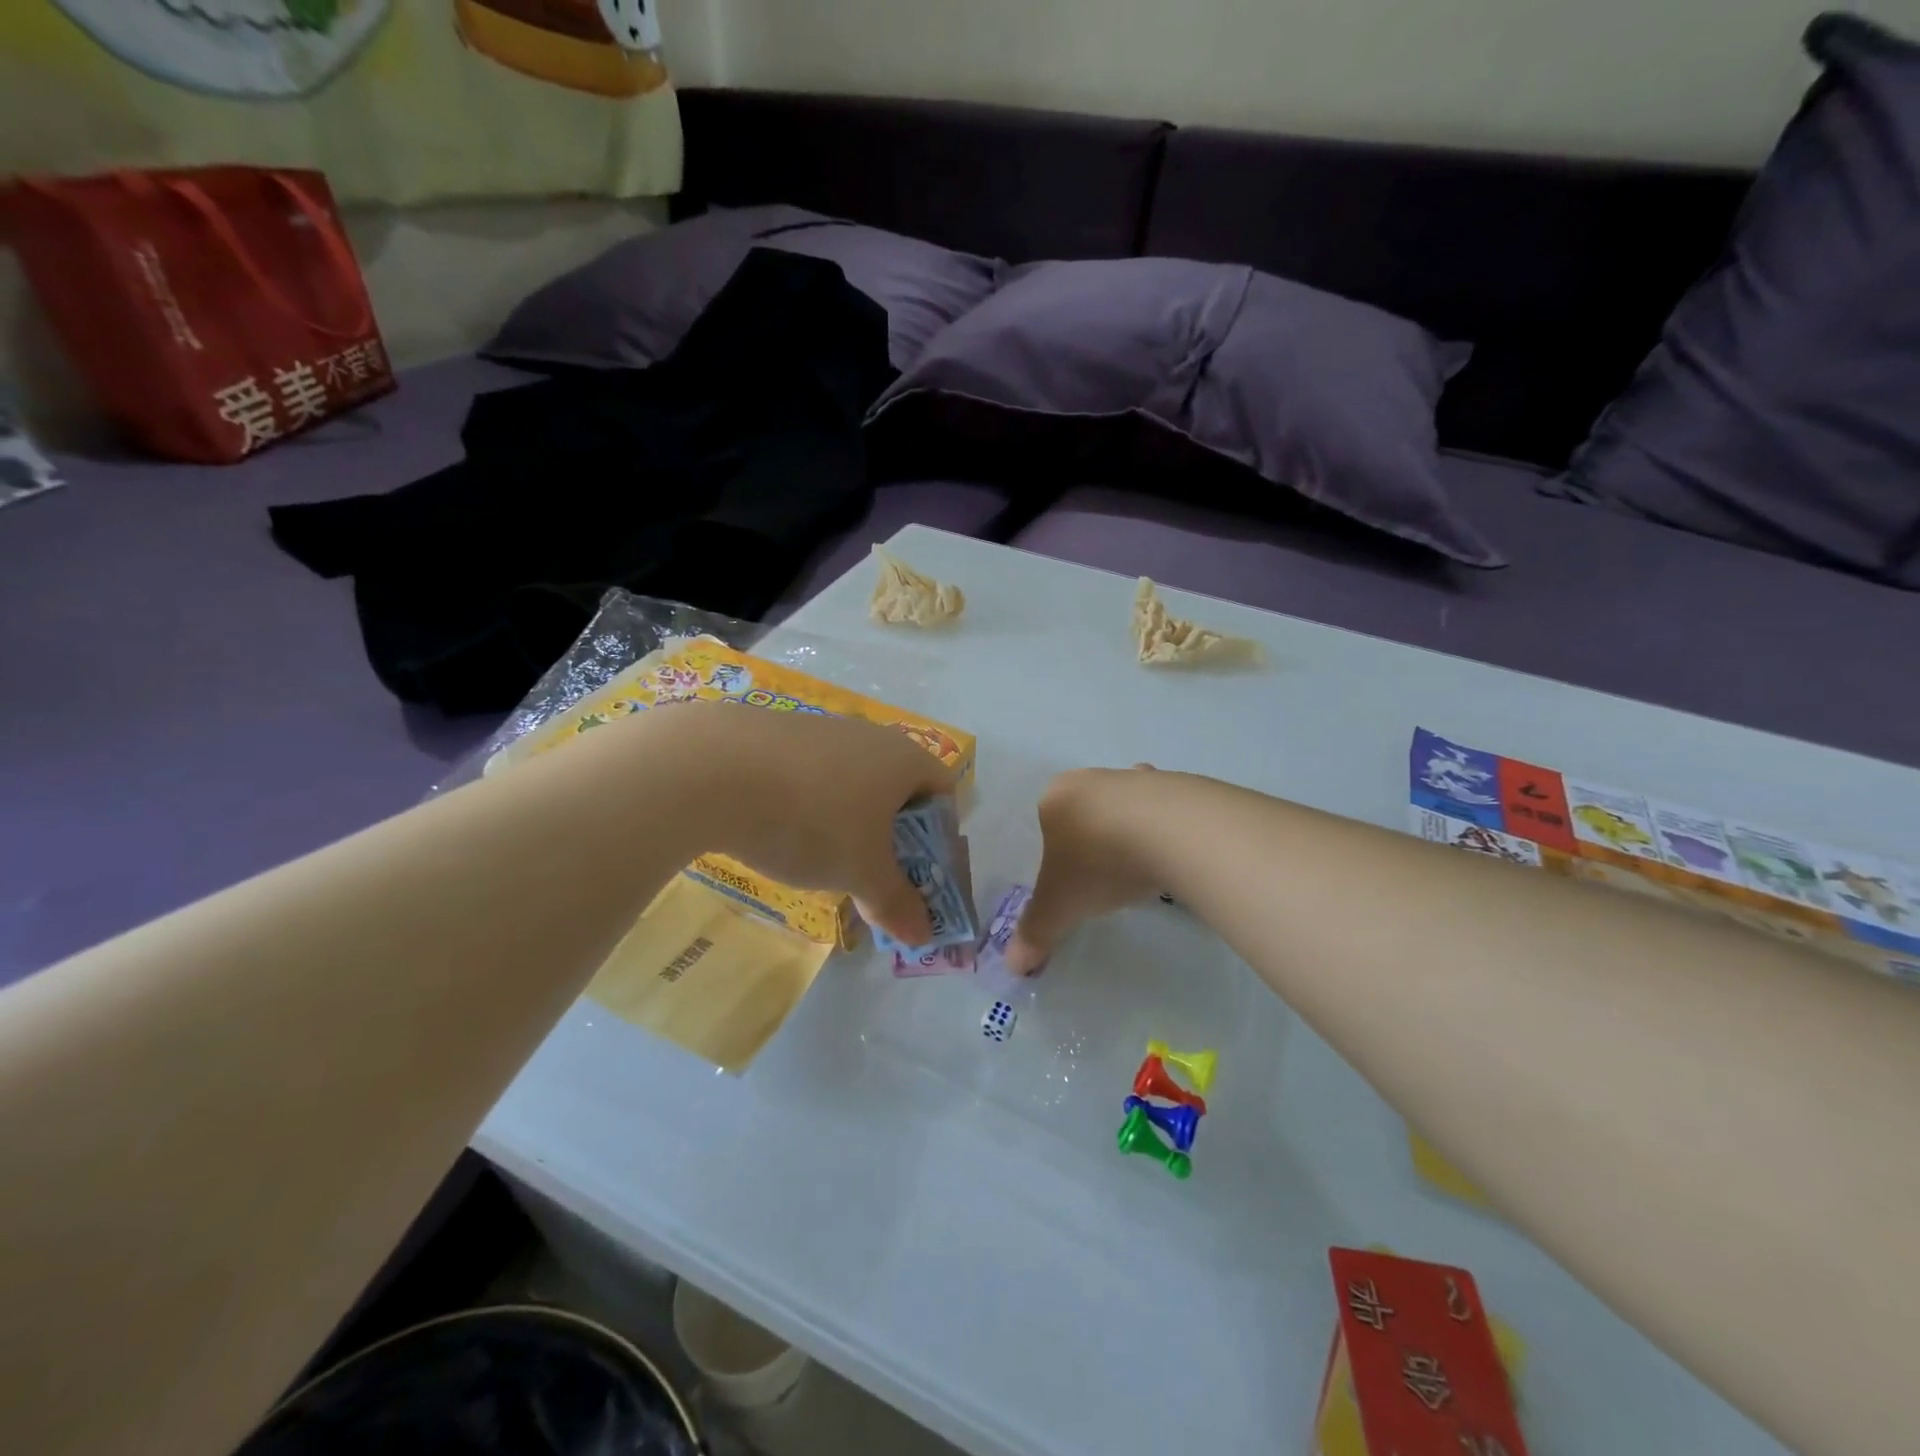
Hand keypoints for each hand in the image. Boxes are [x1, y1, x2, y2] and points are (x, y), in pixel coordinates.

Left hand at [637, 701, 957, 945]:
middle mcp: (870, 736)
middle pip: (898, 790)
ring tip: (823, 863)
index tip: (919, 876)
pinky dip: (809, 808)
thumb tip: (925, 936)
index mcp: (905, 759)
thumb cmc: (812, 819)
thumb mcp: (861, 872)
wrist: (714, 767)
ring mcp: (821, 730)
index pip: (944, 793)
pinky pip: (811, 777)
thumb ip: (897, 903)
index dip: (941, 839)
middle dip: (892, 838)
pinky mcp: (777, 734)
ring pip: (852, 784)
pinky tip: (780, 834)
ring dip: (849, 825)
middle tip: (874, 879)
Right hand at [1007, 766, 1164, 973]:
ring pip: (1127, 806)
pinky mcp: (1177, 784)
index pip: (1048, 822)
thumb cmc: (1100, 862)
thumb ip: (1036, 931)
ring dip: (1132, 831)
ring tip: (1143, 868)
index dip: (1058, 853)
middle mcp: (1093, 777)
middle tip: (1107, 875)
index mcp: (1057, 796)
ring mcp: (1137, 778)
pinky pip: (1166, 809)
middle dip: (1095, 839)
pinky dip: (1168, 829)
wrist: (1172, 832)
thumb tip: (1013, 966)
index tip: (1075, 879)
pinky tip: (1175, 855)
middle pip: (1087, 810)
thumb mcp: (1061, 905)